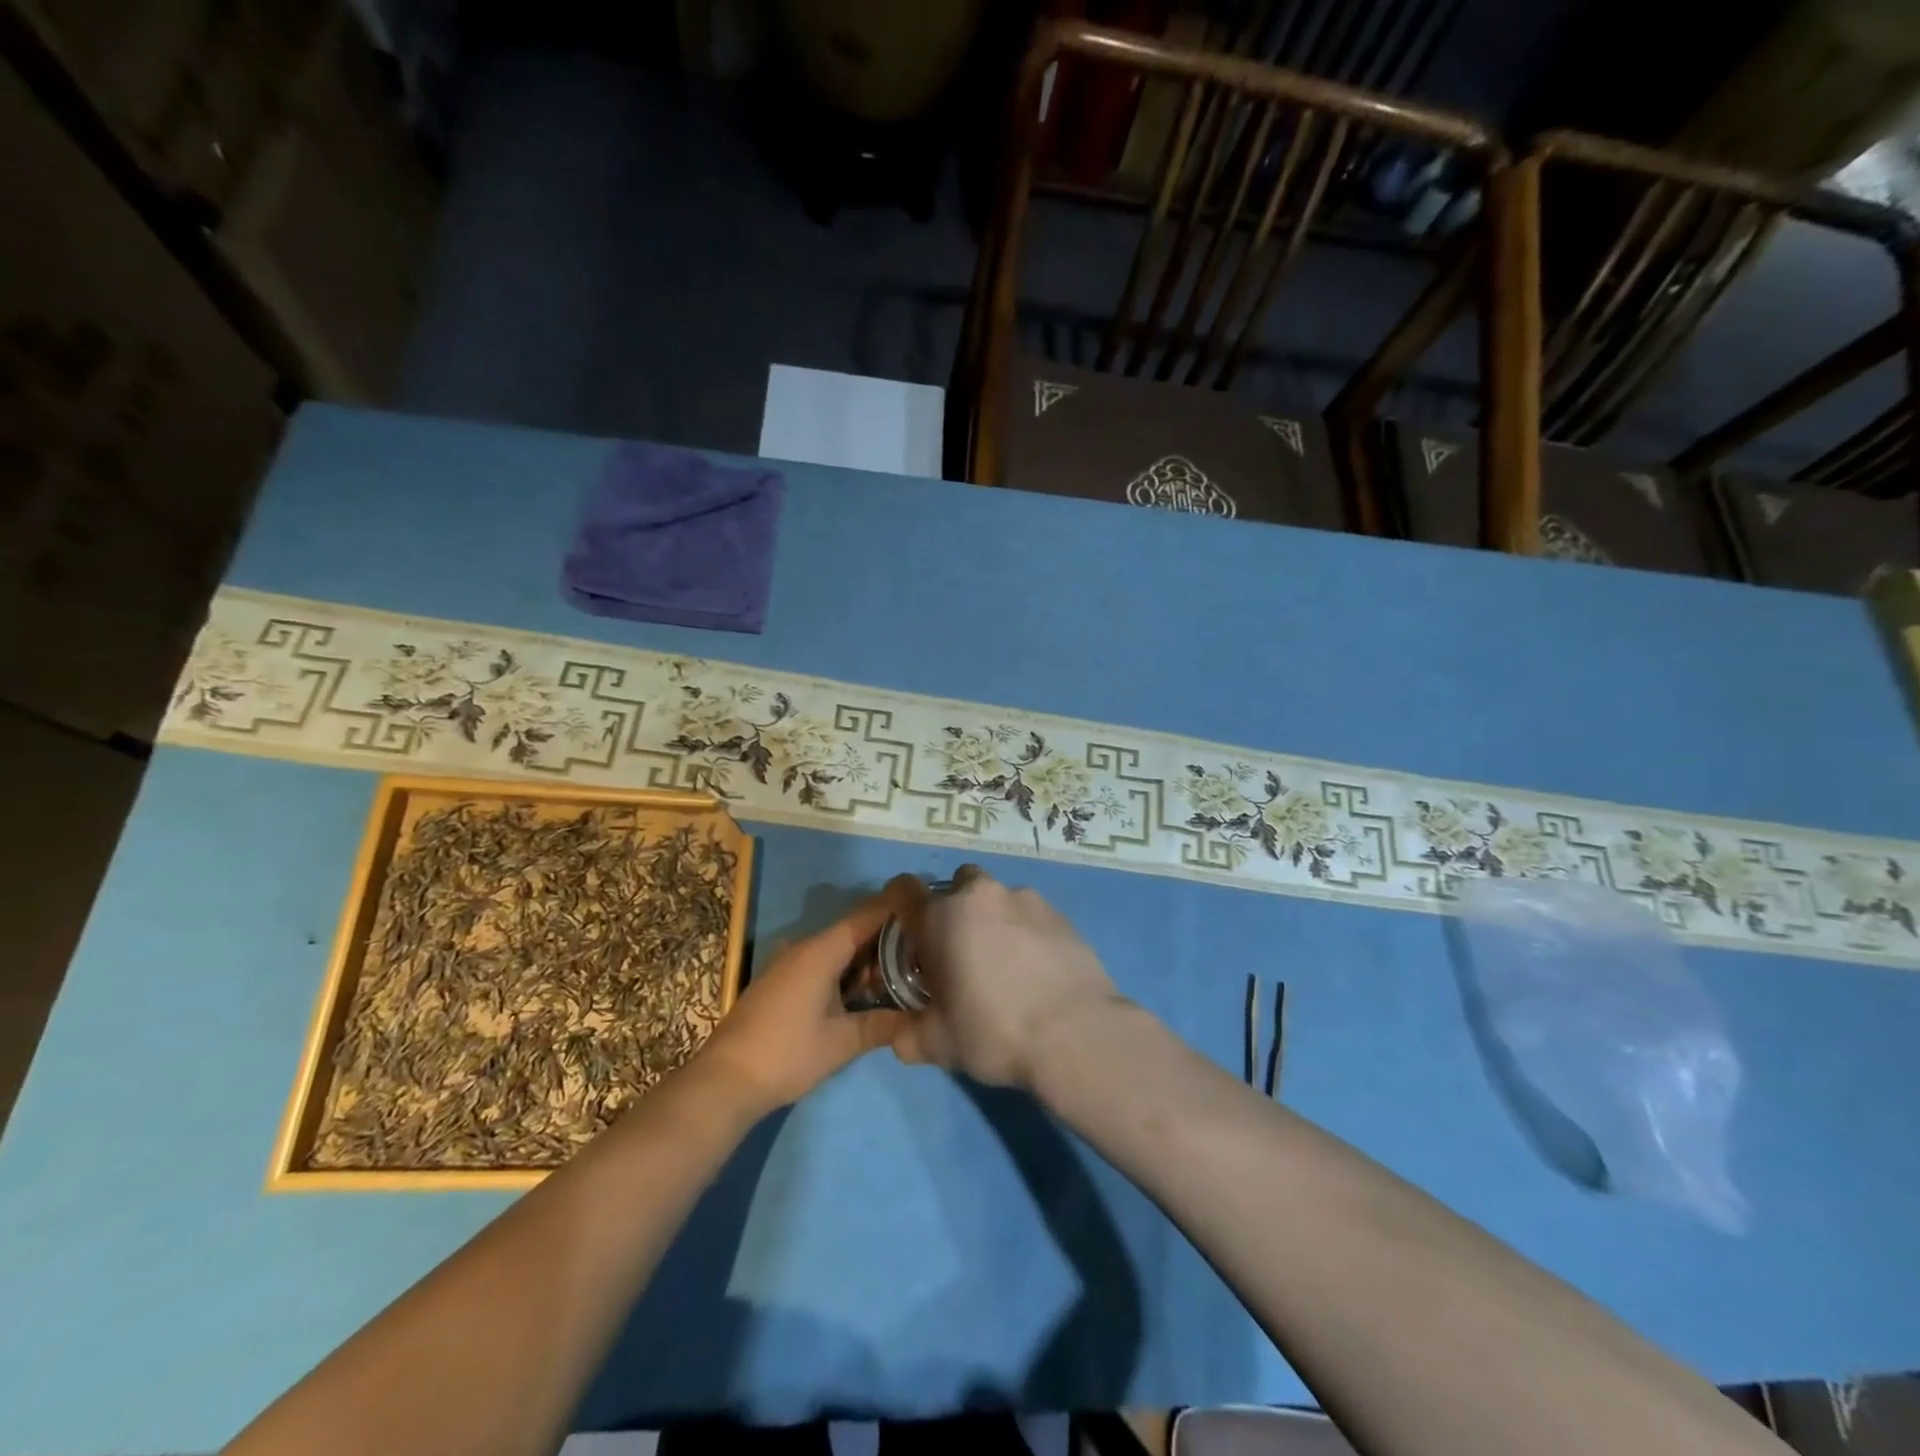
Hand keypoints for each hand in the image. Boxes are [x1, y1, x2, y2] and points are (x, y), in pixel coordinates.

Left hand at [697, 886, 909, 1113]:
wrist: (724, 1081)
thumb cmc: (787, 1054)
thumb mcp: (842, 1042)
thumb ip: (883, 1025)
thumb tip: (921, 1020)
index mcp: (821, 951)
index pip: (867, 915)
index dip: (898, 908)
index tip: (929, 908)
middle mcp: (804, 947)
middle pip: (854, 930)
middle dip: (888, 939)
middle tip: (923, 951)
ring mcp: (789, 963)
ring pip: (837, 948)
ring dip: (866, 958)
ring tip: (902, 972)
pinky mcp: (780, 981)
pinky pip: (821, 962)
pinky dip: (846, 970)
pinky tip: (863, 992)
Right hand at [889, 865, 1123, 1088]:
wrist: (1075, 1034)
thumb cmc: (994, 1032)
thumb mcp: (937, 1044)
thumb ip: (908, 1033)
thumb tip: (900, 1033)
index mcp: (940, 916)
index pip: (903, 888)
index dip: (899, 905)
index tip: (908, 932)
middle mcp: (979, 895)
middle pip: (956, 885)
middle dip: (953, 910)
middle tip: (959, 951)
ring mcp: (1024, 898)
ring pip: (996, 897)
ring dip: (992, 919)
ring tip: (1005, 963)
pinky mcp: (1059, 912)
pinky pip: (1030, 913)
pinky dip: (1025, 931)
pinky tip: (1036, 967)